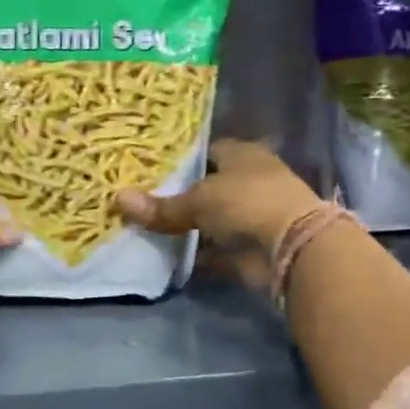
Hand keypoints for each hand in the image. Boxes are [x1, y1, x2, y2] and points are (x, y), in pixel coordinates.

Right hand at [114, 139, 320, 277]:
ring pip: (211, 220)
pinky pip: (216, 250)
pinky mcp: (251, 248)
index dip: (180, 159)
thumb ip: (161, 206)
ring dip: (188, 228)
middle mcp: (250, 181)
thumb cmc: (246, 202)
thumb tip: (117, 199)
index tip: (150, 168)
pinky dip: (197, 255)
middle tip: (142, 200)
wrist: (292, 247)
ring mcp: (252, 216)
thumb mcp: (198, 200)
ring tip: (146, 228)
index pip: (207, 151)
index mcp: (242, 154)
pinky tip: (167, 257)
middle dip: (180, 195)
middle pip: (207, 187)